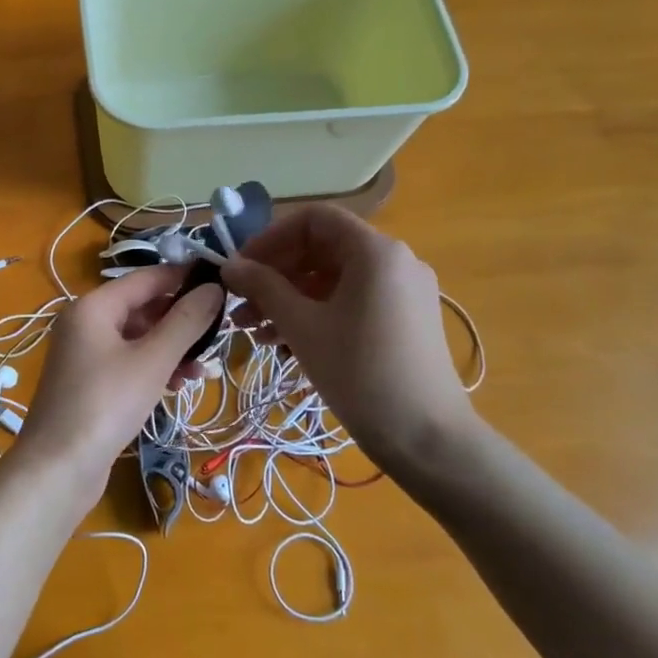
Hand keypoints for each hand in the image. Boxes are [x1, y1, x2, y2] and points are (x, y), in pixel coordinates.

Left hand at [15, 266, 223, 513]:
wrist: (58, 468)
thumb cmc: (106, 405)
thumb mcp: (152, 360)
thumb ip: (186, 321)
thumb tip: (214, 287)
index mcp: (94, 306)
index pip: (147, 278)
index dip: (184, 278)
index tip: (223, 285)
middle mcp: (85, 322)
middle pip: (142, 307)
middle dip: (181, 321)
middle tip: (219, 335)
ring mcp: (84, 354)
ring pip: (138, 338)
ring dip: (171, 349)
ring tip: (201, 371)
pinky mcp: (89, 382)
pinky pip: (128, 362)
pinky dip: (153, 368)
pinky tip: (177, 386)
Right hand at [220, 206, 478, 483]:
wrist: (427, 438)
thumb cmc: (360, 372)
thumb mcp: (302, 326)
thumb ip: (263, 287)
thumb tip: (229, 265)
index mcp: (375, 251)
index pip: (314, 219)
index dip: (271, 237)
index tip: (241, 266)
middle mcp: (394, 261)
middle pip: (322, 249)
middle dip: (275, 274)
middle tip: (240, 302)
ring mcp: (403, 292)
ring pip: (333, 280)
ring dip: (289, 298)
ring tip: (253, 330)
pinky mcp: (404, 320)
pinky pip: (351, 302)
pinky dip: (316, 314)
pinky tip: (284, 344)